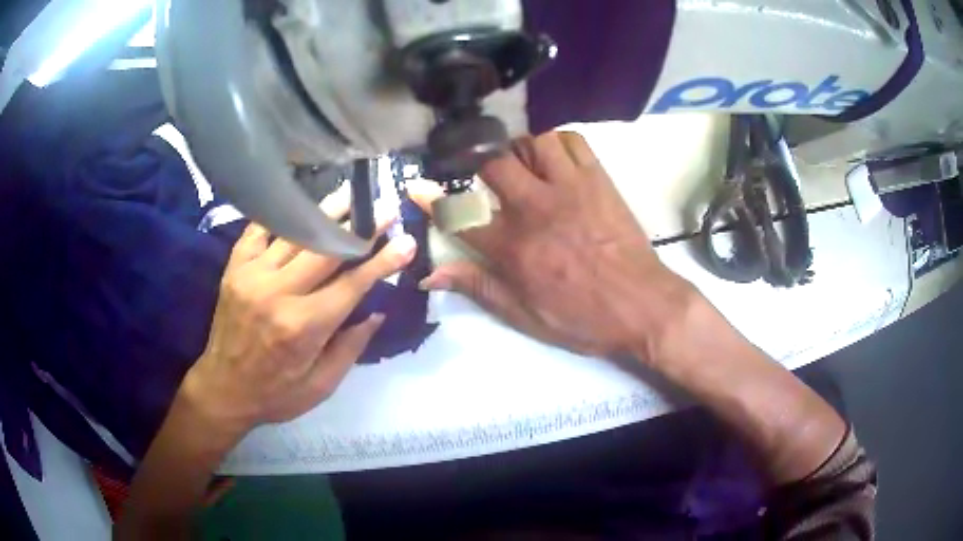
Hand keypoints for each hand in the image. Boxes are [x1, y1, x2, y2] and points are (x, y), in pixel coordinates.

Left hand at [181, 187, 416, 443]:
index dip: (382, 261)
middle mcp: (278, 293)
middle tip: (385, 208)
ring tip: (349, 194)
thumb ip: (350, 348)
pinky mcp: (235, 268)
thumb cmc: (275, 394)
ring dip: (326, 212)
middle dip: (361, 227)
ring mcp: (252, 275)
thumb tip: (377, 312)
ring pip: (295, 233)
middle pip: (326, 249)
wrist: (222, 389)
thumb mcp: (321, 386)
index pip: (352, 284)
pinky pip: (259, 230)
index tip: (406, 241)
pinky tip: (297, 203)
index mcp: (303, 327)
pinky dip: (280, 215)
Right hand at [409, 132, 695, 358]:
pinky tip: (557, 160)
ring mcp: (570, 188)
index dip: (432, 199)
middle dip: (478, 164)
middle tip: (483, 175)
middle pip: (492, 164)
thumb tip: (431, 275)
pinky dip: (559, 143)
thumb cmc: (584, 318)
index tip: (416, 187)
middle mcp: (536, 209)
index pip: (460, 215)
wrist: (644, 306)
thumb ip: (479, 288)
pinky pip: (573, 141)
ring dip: (521, 150)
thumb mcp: (525, 316)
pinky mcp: (599, 180)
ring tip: (524, 166)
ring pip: (533, 142)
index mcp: (514, 248)